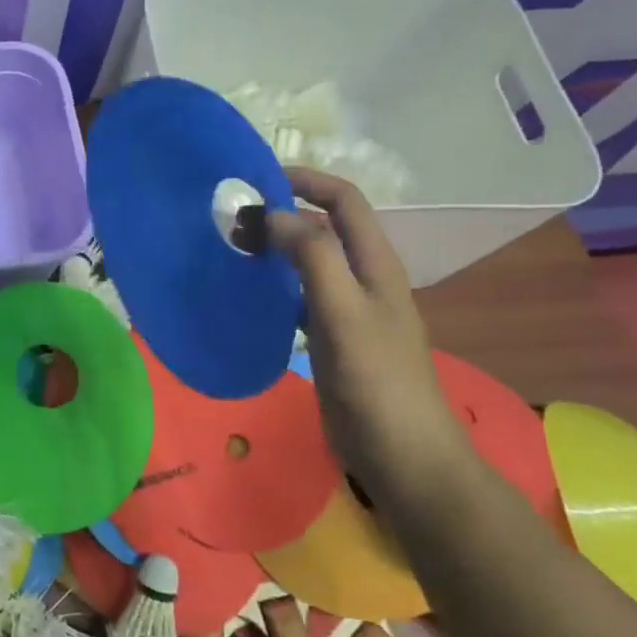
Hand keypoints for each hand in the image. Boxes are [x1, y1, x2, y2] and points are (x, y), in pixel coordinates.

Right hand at [263, 169, 467, 491]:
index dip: (308, 181)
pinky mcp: (332, 337)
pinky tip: (248, 293)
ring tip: (233, 248)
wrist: (402, 455)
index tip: (259, 181)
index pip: (345, 201)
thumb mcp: (344, 313)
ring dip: (277, 247)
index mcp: (375, 264)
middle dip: (284, 213)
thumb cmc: (376, 381)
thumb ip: (313, 259)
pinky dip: (275, 284)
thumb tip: (276, 214)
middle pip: (325, 227)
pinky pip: (300, 295)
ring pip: (310, 261)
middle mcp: (364, 278)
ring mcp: (349, 309)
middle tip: (234, 220)